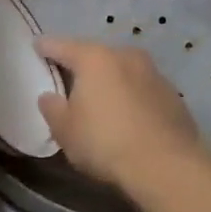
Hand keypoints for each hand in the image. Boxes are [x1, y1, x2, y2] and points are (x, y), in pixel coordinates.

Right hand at [36, 37, 210, 194]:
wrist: (167, 165)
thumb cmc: (105, 143)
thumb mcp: (65, 131)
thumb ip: (52, 109)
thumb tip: (49, 96)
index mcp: (94, 58)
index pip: (62, 46)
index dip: (46, 47)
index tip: (37, 45)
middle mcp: (125, 56)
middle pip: (95, 55)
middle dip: (81, 65)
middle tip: (68, 78)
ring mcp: (153, 72)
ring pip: (122, 70)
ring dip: (110, 80)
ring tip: (100, 99)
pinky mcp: (173, 94)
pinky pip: (142, 88)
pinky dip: (131, 96)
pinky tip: (128, 116)